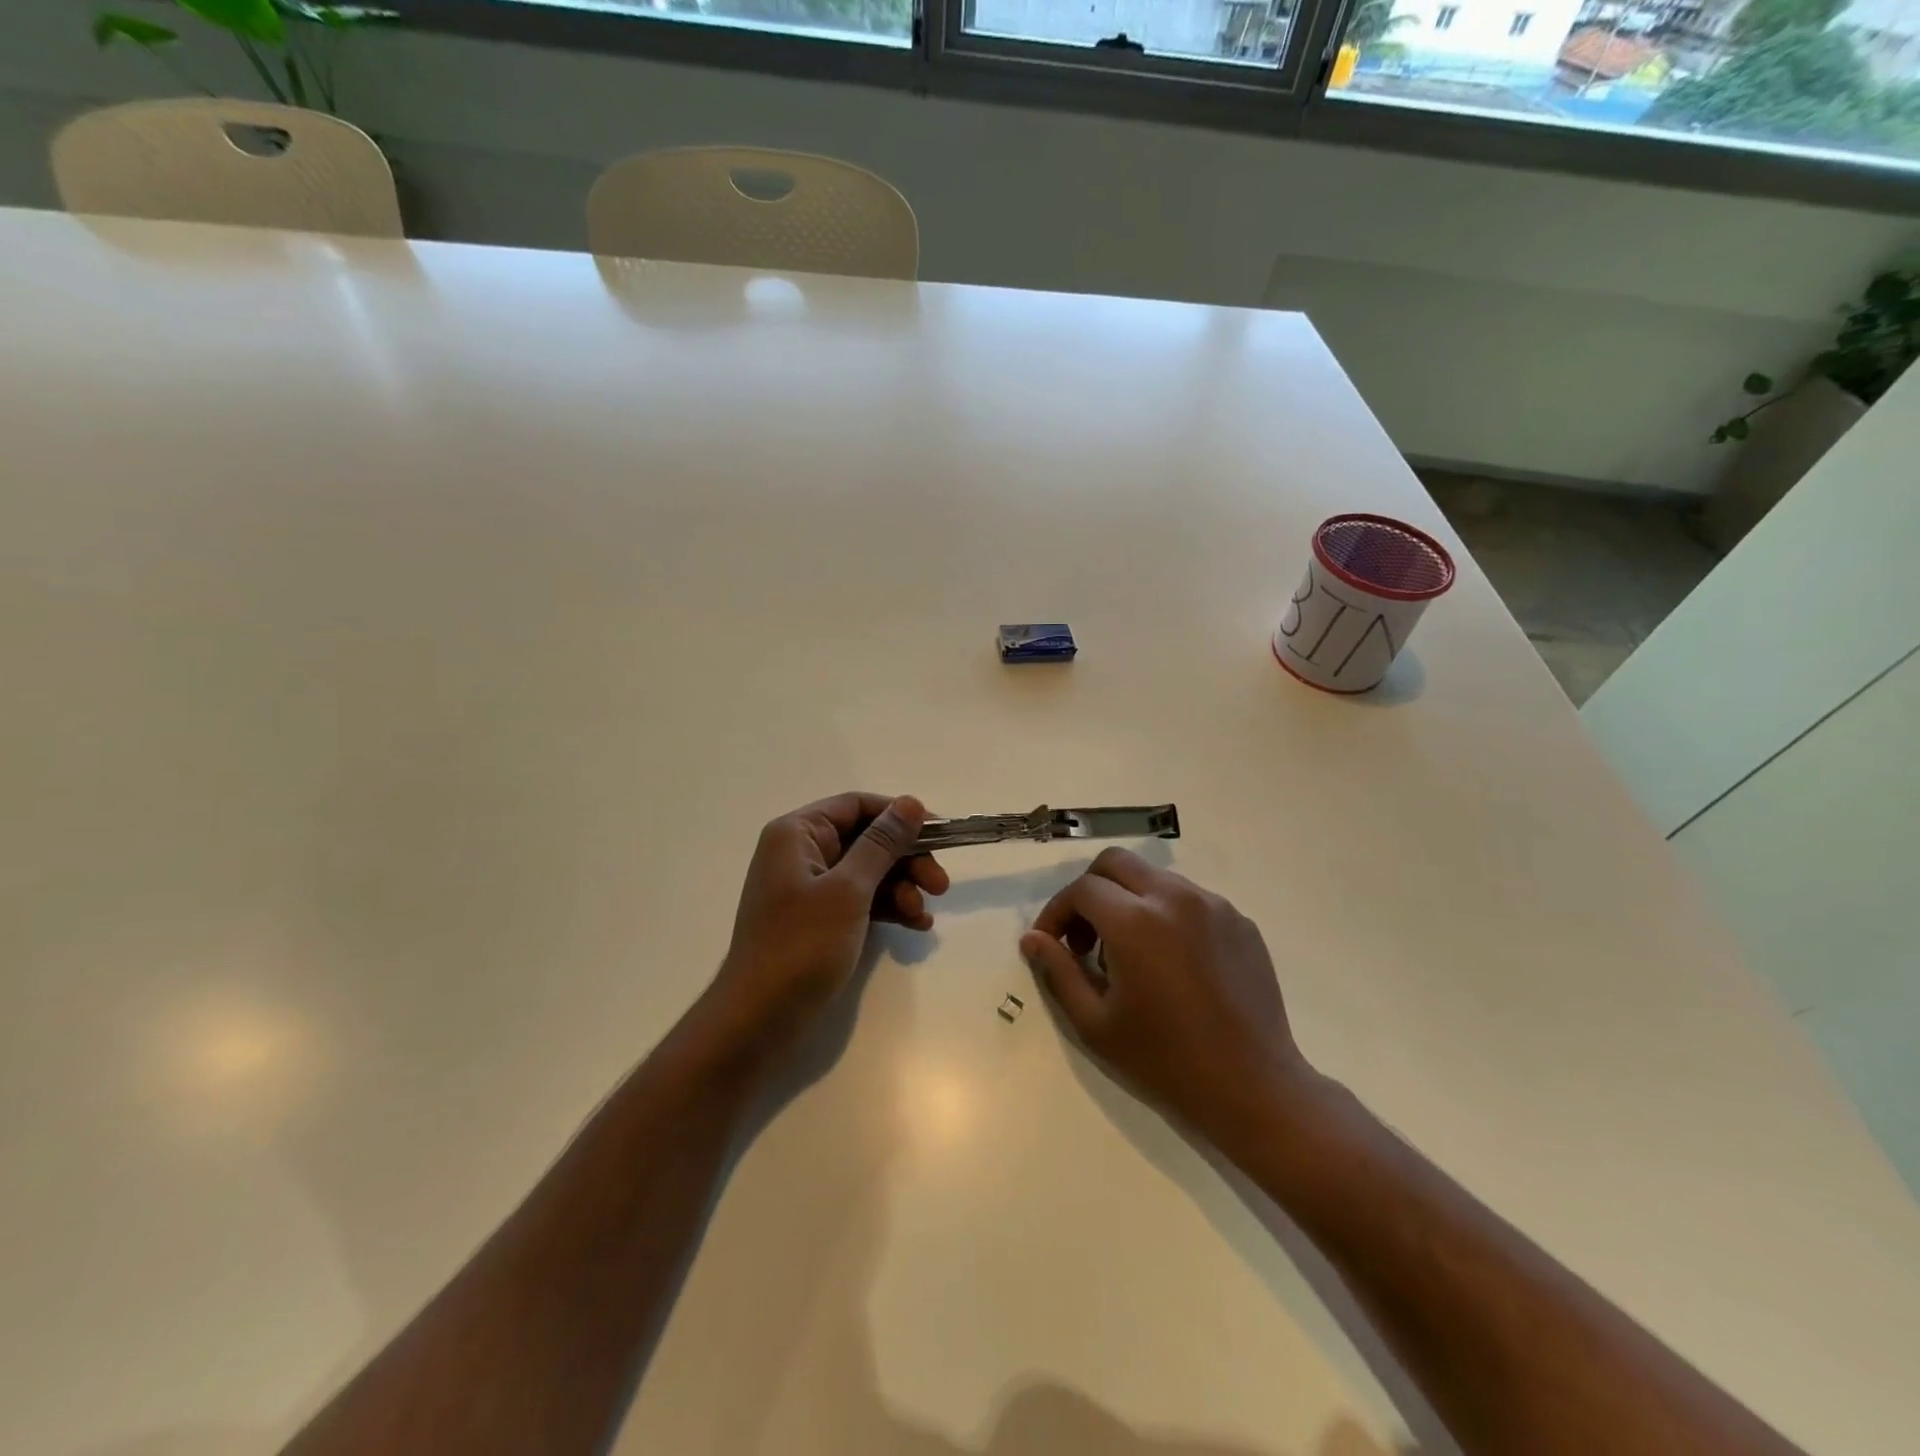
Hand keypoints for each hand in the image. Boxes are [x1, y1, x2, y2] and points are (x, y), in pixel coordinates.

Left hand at [703, 793, 948, 1065]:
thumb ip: (882, 844)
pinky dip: (888, 908)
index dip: (899, 816)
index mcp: (797, 834)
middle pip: (867, 839)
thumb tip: (911, 803)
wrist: (759, 1021)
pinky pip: (861, 900)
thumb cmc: (800, 946)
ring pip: (869, 872)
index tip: (939, 835)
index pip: (857, 806)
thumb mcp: (848, 890)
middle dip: (906, 860)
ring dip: (902, 888)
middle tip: (940, 885)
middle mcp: (802, 852)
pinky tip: (915, 925)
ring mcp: (810, 888)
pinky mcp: (819, 919)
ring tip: (924, 916)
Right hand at [1020, 849, 1313, 1141]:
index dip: (1057, 912)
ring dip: (1128, 901)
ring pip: (1153, 878)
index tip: (1052, 944)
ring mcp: (1213, 905)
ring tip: (1128, 954)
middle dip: (1089, 891)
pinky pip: (1189, 899)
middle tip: (1085, 939)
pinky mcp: (1239, 921)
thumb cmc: (1164, 1061)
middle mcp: (1174, 897)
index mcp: (1135, 921)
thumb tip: (1032, 938)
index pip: (1081, 889)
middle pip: (1115, 863)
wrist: (1252, 1088)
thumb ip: (1058, 972)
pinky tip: (1170, 962)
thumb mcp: (1095, 1023)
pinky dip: (1165, 914)